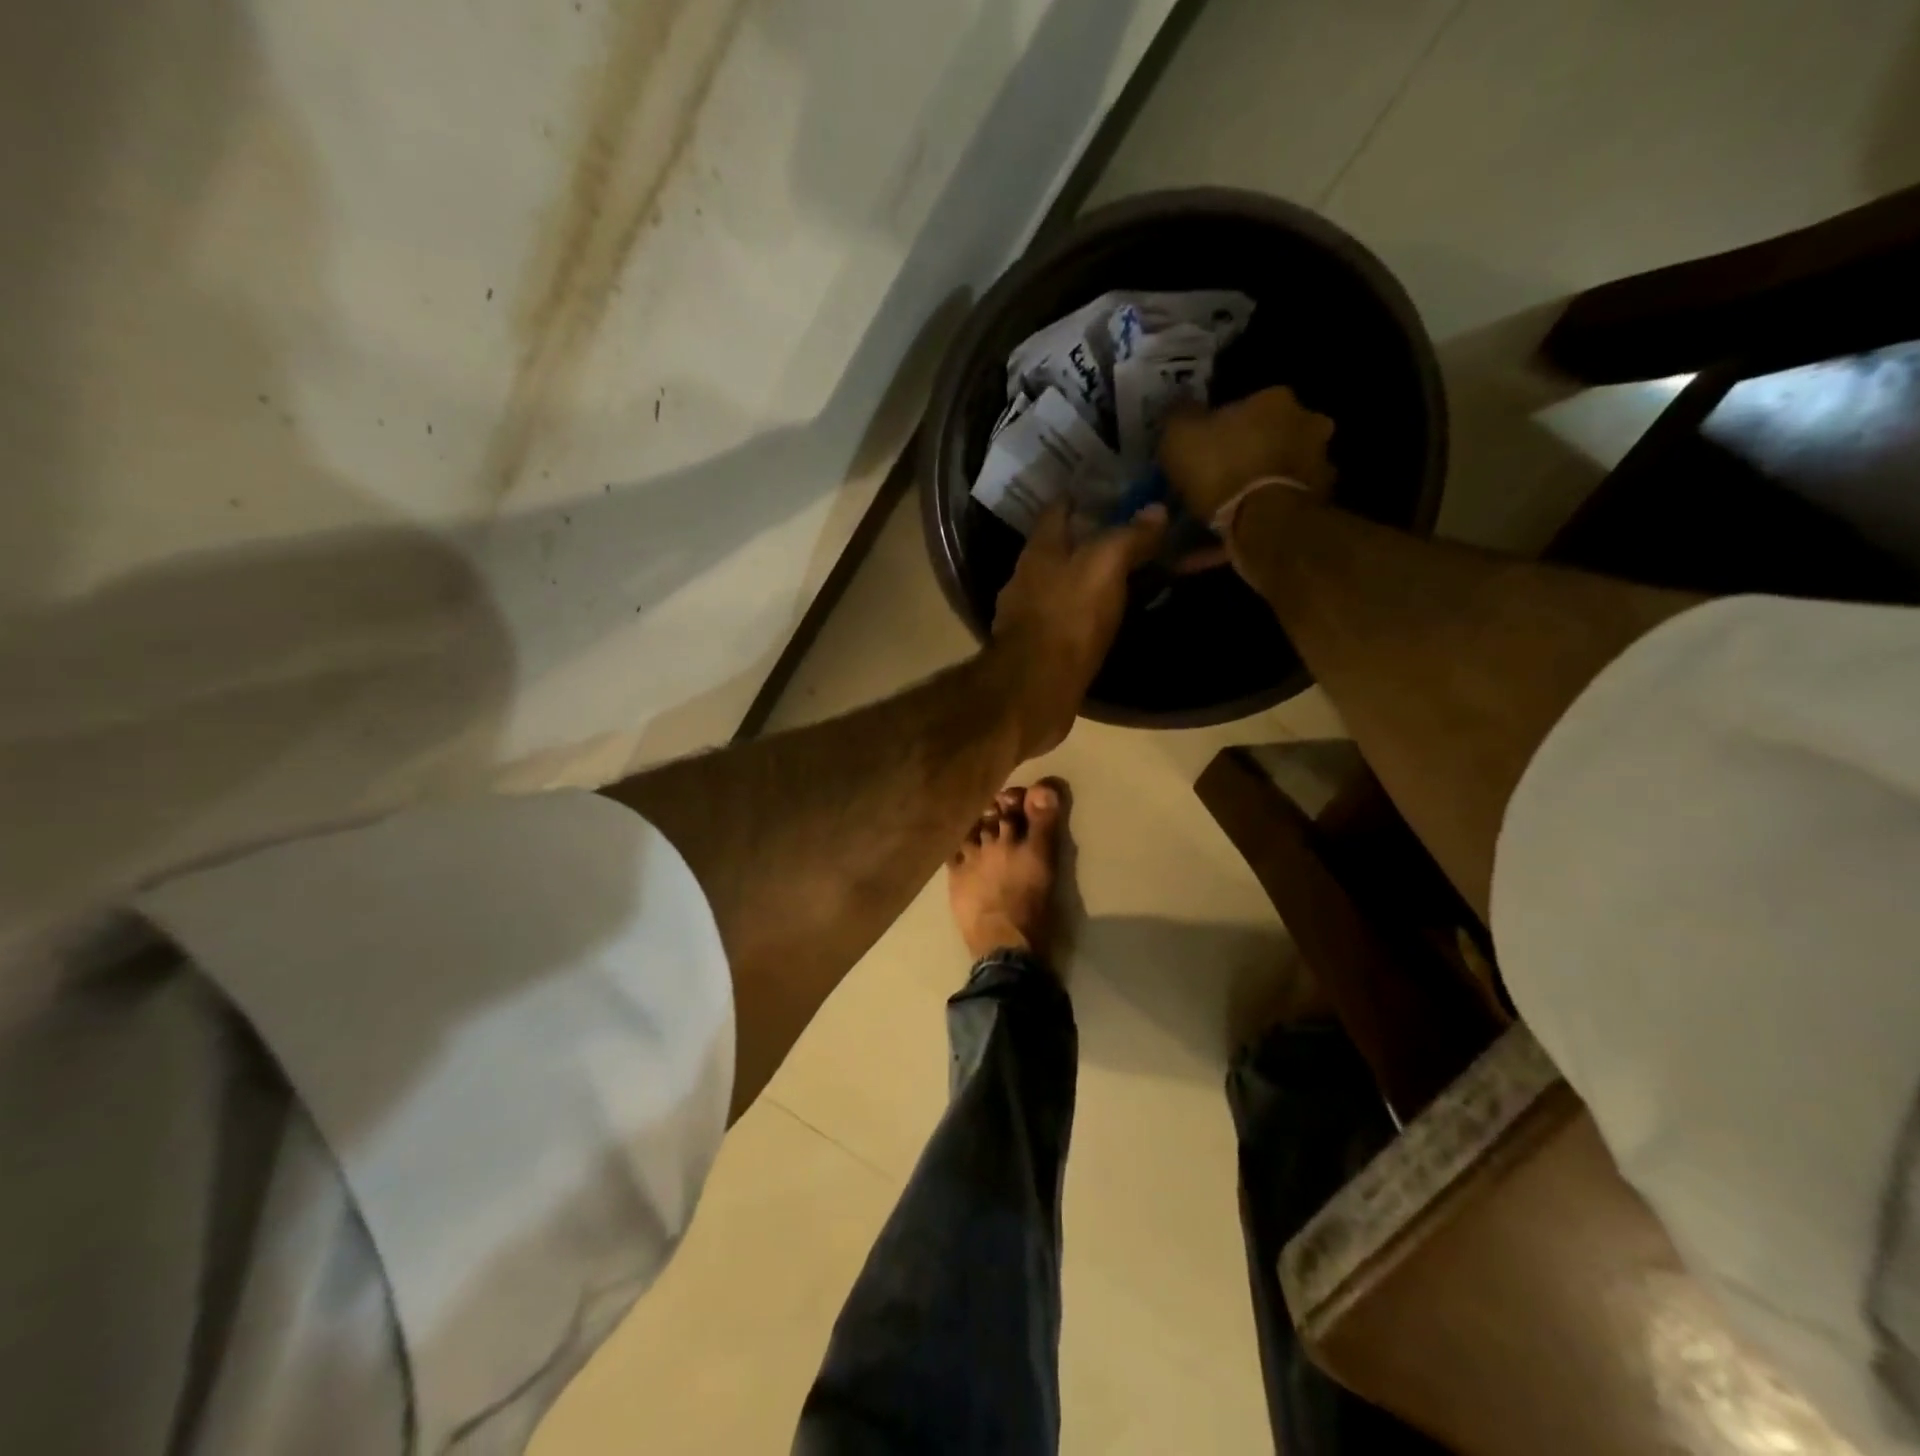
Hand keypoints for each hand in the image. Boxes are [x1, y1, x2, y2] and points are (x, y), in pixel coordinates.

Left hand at [990, 501, 1166, 755]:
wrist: (1035, 690)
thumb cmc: (1067, 619)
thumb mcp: (1104, 567)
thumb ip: (1128, 537)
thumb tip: (1155, 510)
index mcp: (1039, 550)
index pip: (1057, 509)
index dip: (1082, 495)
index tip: (1112, 490)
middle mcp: (1027, 578)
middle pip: (1059, 548)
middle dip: (1088, 538)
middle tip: (1128, 533)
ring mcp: (1030, 615)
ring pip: (1062, 584)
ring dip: (1087, 577)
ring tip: (1124, 574)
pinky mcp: (1040, 648)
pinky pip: (1067, 618)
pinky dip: (1086, 611)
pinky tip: (1107, 616)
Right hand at [1158, 386, 1336, 521]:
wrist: (1264, 523)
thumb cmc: (1222, 470)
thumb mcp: (1180, 438)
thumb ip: (1180, 417)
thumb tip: (1181, 407)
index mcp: (1274, 399)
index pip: (1246, 405)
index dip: (1223, 427)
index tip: (1206, 448)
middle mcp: (1307, 421)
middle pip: (1272, 434)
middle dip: (1251, 452)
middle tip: (1223, 478)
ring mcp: (1321, 461)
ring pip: (1284, 468)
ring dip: (1265, 482)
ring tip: (1235, 509)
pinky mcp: (1322, 499)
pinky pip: (1288, 501)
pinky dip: (1271, 511)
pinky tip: (1248, 529)